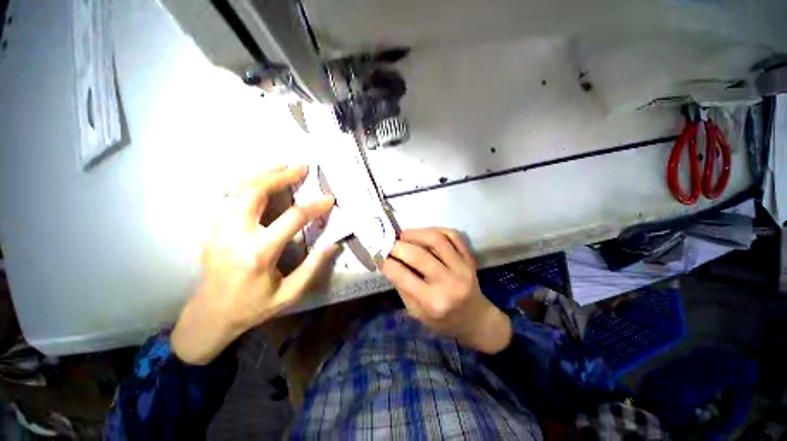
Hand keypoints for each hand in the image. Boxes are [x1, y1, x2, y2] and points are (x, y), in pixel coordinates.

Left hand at [171, 166, 336, 364]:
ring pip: (238, 189)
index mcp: (259, 253)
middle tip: (302, 168)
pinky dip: (247, 183)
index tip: (329, 199)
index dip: (314, 206)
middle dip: (281, 176)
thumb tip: (333, 244)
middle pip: (256, 191)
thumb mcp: (290, 293)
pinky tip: (261, 181)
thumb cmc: (253, 306)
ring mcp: (219, 229)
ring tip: (283, 167)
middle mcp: (235, 235)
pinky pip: (229, 196)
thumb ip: (313, 267)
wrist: (210, 315)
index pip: (292, 219)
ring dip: (263, 174)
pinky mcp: (212, 228)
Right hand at [381, 228, 511, 353]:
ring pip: (436, 239)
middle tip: (389, 244)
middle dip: (397, 246)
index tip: (379, 256)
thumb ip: (402, 287)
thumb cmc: (443, 321)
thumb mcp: (416, 312)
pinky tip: (424, 234)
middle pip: (418, 255)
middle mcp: (449, 283)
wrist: (476, 319)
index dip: (387, 263)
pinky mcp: (469, 258)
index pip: (403, 276)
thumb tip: (388, 261)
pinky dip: (435, 230)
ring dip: (415, 233)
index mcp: (433, 302)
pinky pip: (452, 235)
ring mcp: (462, 267)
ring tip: (404, 236)